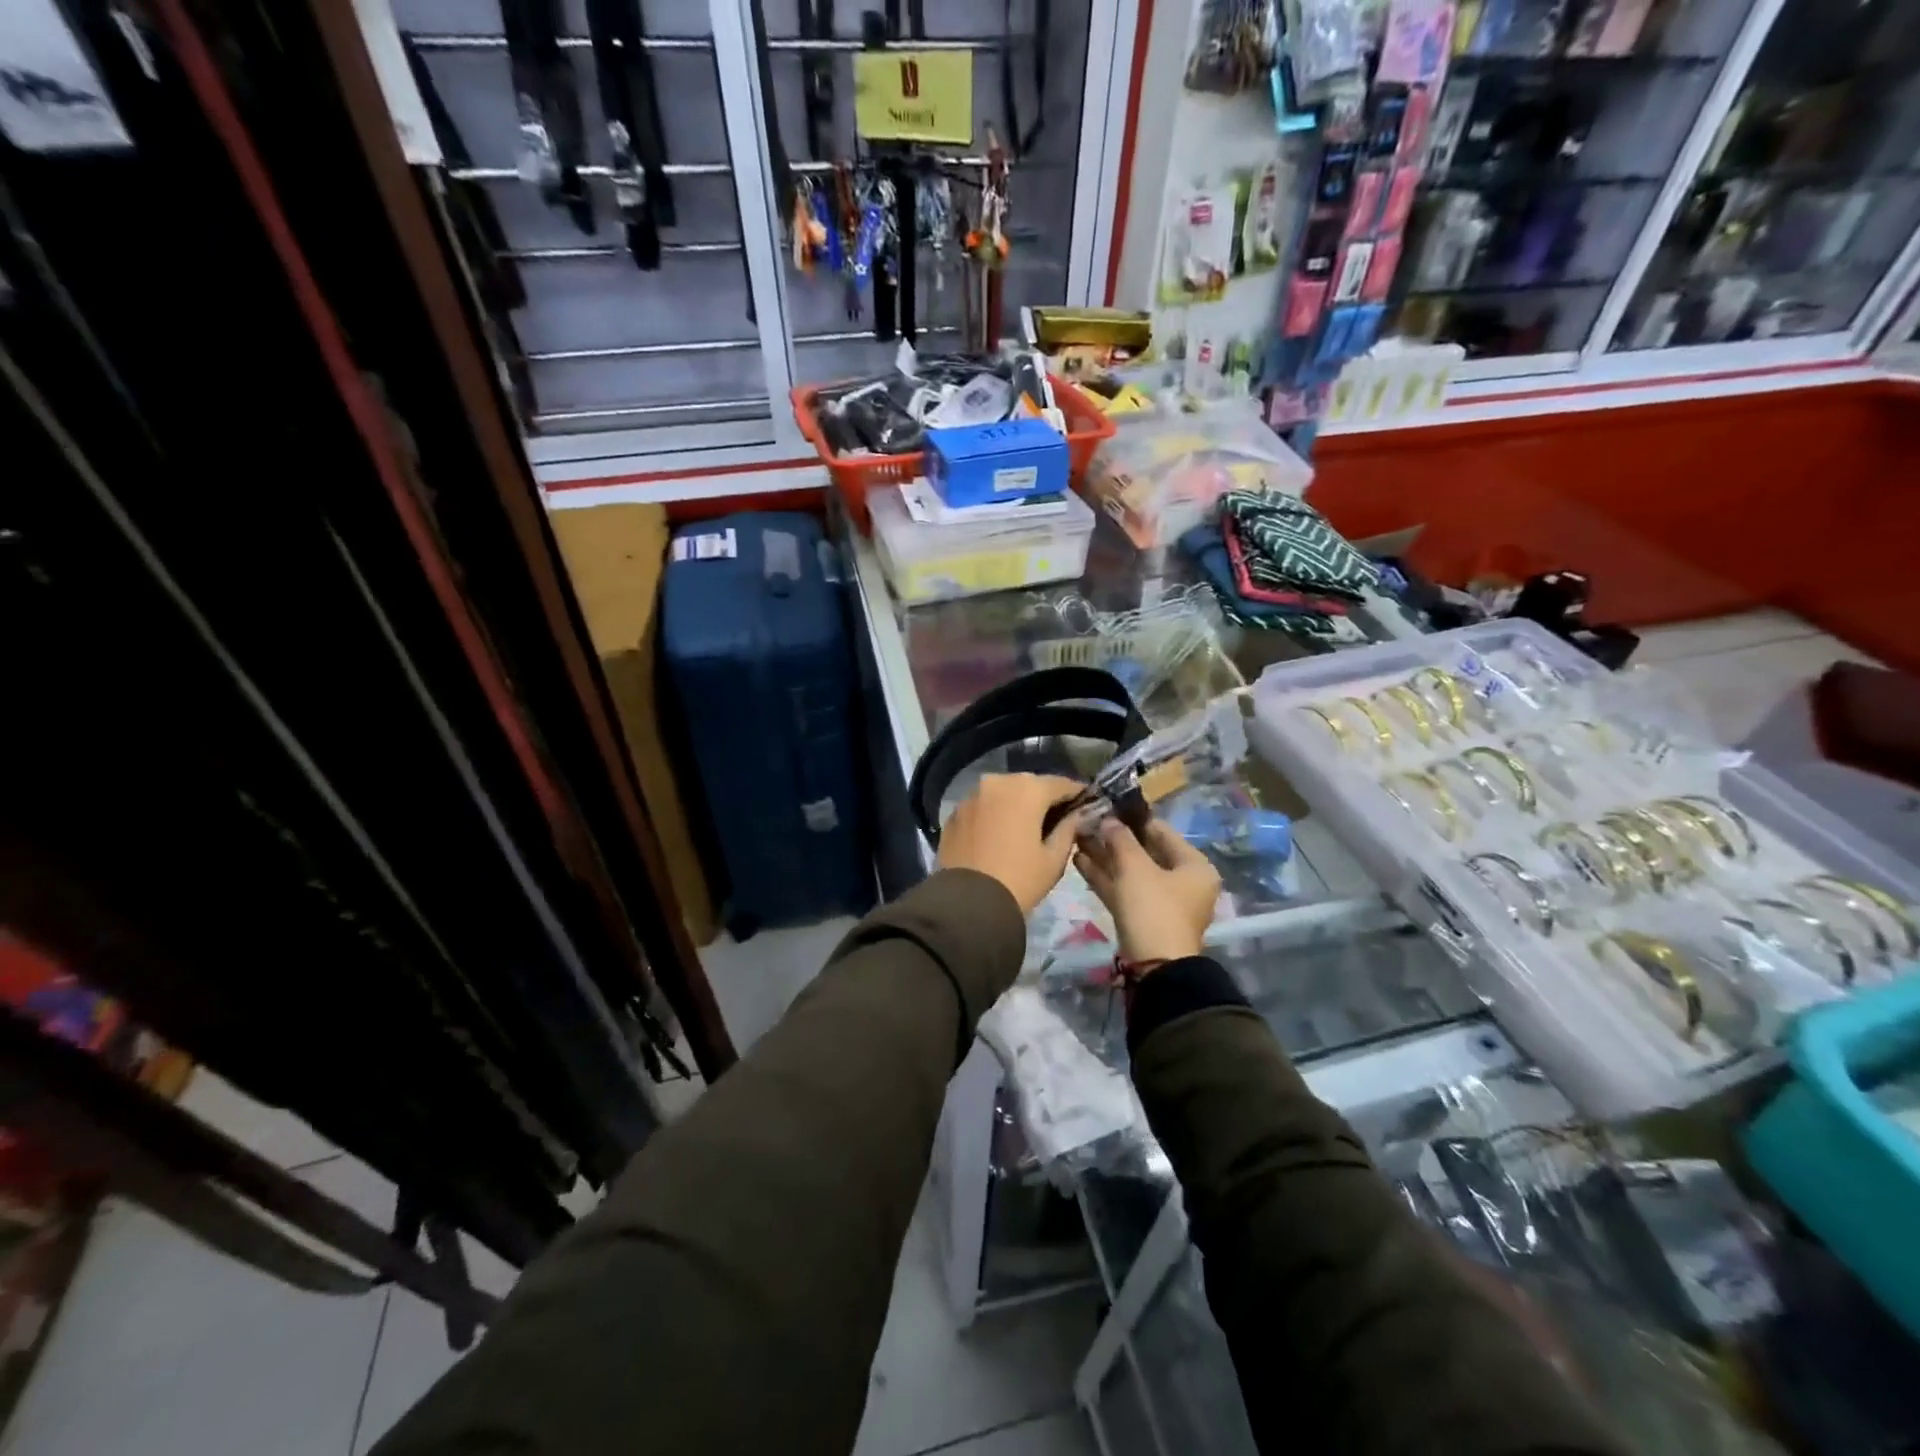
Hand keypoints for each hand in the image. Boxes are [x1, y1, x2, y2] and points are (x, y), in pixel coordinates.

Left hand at [937, 774, 1089, 914]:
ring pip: (1002, 793)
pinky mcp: (954, 813)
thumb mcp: (1054, 859)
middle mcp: (997, 782)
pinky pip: (982, 807)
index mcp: (1027, 789)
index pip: (1061, 783)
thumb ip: (1068, 829)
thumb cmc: (1019, 880)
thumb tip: (1076, 815)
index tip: (1086, 804)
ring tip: (1025, 826)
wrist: (966, 904)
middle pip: (1029, 785)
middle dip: (1043, 798)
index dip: (1077, 793)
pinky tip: (998, 834)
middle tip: (1056, 817)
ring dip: (1015, 804)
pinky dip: (993, 814)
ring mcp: (971, 795)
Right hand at [1074, 818, 1220, 965]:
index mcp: (1194, 866)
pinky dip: (1104, 877)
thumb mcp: (1136, 868)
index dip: (1133, 818)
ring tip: (1077, 837)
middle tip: (1088, 821)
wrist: (1154, 967)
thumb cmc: (1154, 908)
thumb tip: (1108, 819)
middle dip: (1114, 839)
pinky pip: (1124, 889)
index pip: (1162, 832)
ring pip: (1131, 871)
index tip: (1108, 805)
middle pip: (1145, 852)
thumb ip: (1120, 839)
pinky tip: (1078, 861)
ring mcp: (1162, 902)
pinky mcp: (1143, 917)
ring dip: (1105, 856)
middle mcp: (1182, 882)